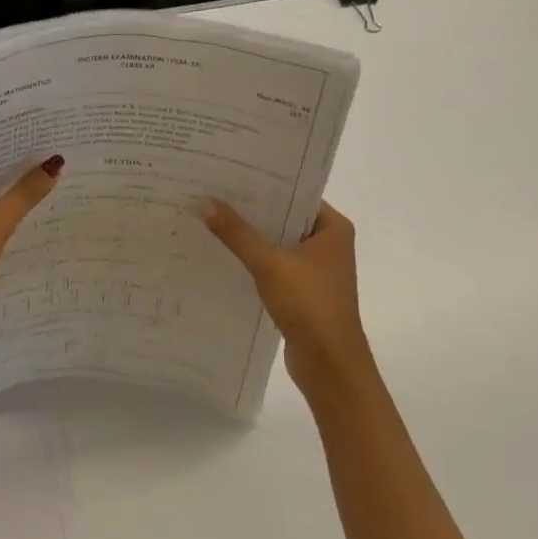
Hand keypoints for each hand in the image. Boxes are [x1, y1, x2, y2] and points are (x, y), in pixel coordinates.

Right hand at [202, 198, 366, 403]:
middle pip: (284, 217)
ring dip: (250, 235)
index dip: (264, 183)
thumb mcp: (269, 263)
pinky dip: (253, 259)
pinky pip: (273, 264)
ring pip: (277, 241)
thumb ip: (236, 233)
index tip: (229, 173)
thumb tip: (204, 202)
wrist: (330, 365)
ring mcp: (315, 268)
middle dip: (251, 209)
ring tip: (211, 217)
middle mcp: (328, 244)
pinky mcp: (302, 290)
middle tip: (212, 191)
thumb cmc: (309, 305)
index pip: (296, 193)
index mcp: (333, 228)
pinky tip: (223, 252)